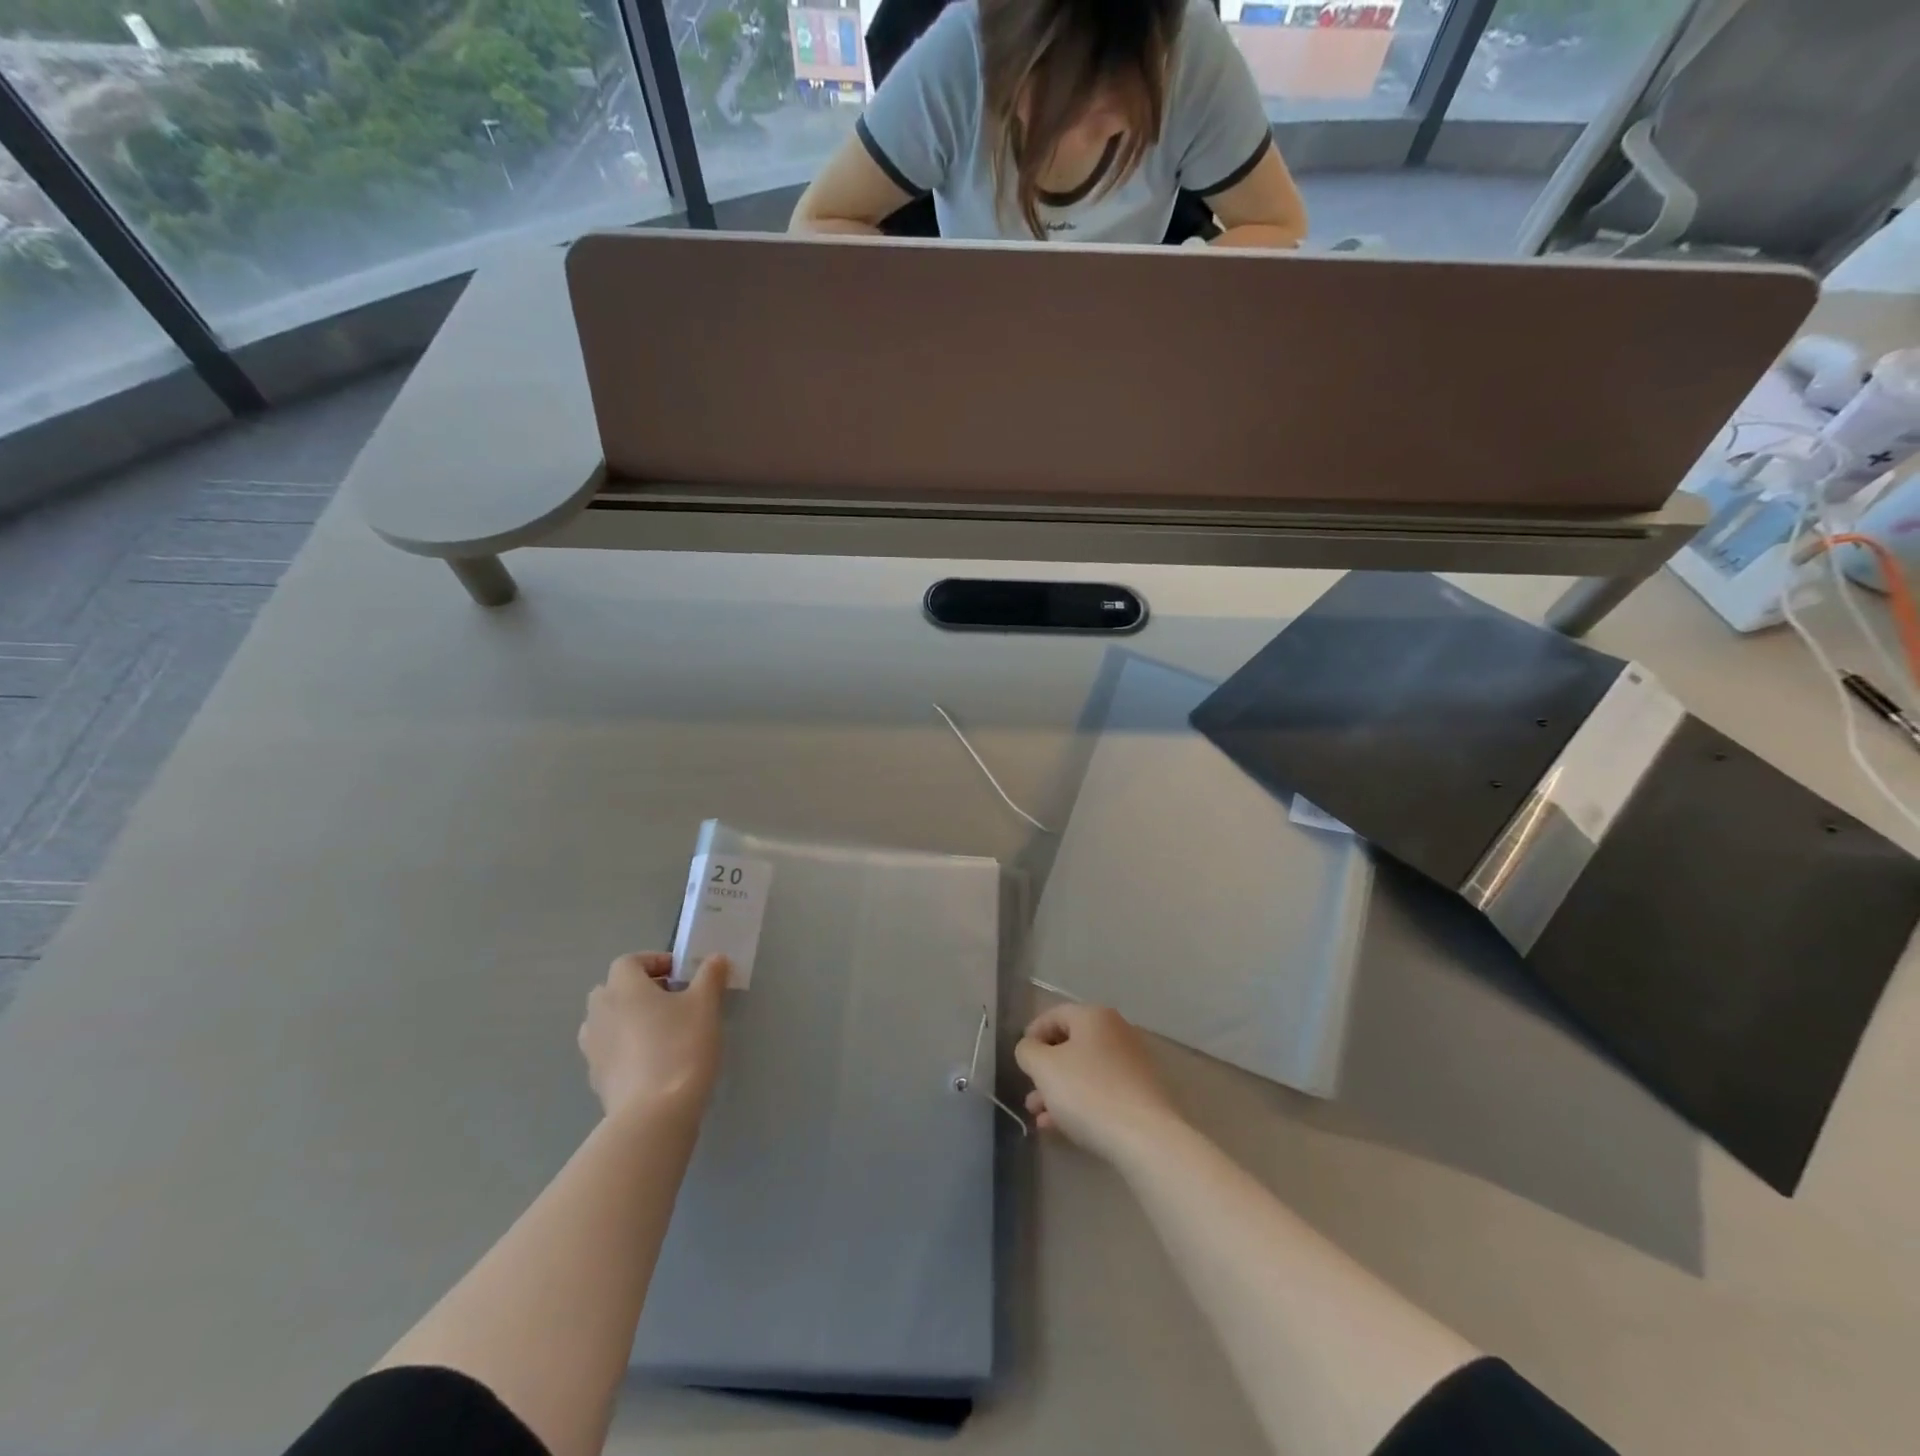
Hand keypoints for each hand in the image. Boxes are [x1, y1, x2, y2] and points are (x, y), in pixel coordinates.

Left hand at [578, 952, 726, 1119]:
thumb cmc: (681, 1046)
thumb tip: (714, 959)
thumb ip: (710, 976)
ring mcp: (592, 1047)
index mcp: (622, 988)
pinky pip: (609, 1050)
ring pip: (608, 1020)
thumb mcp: (706, 1004)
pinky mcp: (596, 1077)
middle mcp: (599, 1012)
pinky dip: (625, 1048)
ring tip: (662, 1031)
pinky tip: (653, 1061)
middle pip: (613, 989)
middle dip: (640, 990)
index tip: (682, 975)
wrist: (654, 1114)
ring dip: (629, 1018)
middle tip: (673, 1001)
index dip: (655, 962)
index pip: (629, 961)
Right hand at [1015, 1003, 1182, 1164]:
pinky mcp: (1142, 1093)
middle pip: (1071, 1045)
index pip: (1054, 1015)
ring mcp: (1133, 1063)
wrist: (1144, 1137)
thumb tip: (1030, 1048)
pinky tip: (1061, 1127)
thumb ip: (1028, 1051)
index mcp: (1094, 1016)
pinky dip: (1080, 1102)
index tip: (1020, 1060)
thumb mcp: (1043, 1068)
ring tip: (1039, 1117)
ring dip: (1059, 1090)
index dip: (1032, 1034)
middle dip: (1046, 1070)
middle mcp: (1117, 1031)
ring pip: (1085, 1071)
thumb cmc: (1088, 1092)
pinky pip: (1102, 1090)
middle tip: (1029, 1093)